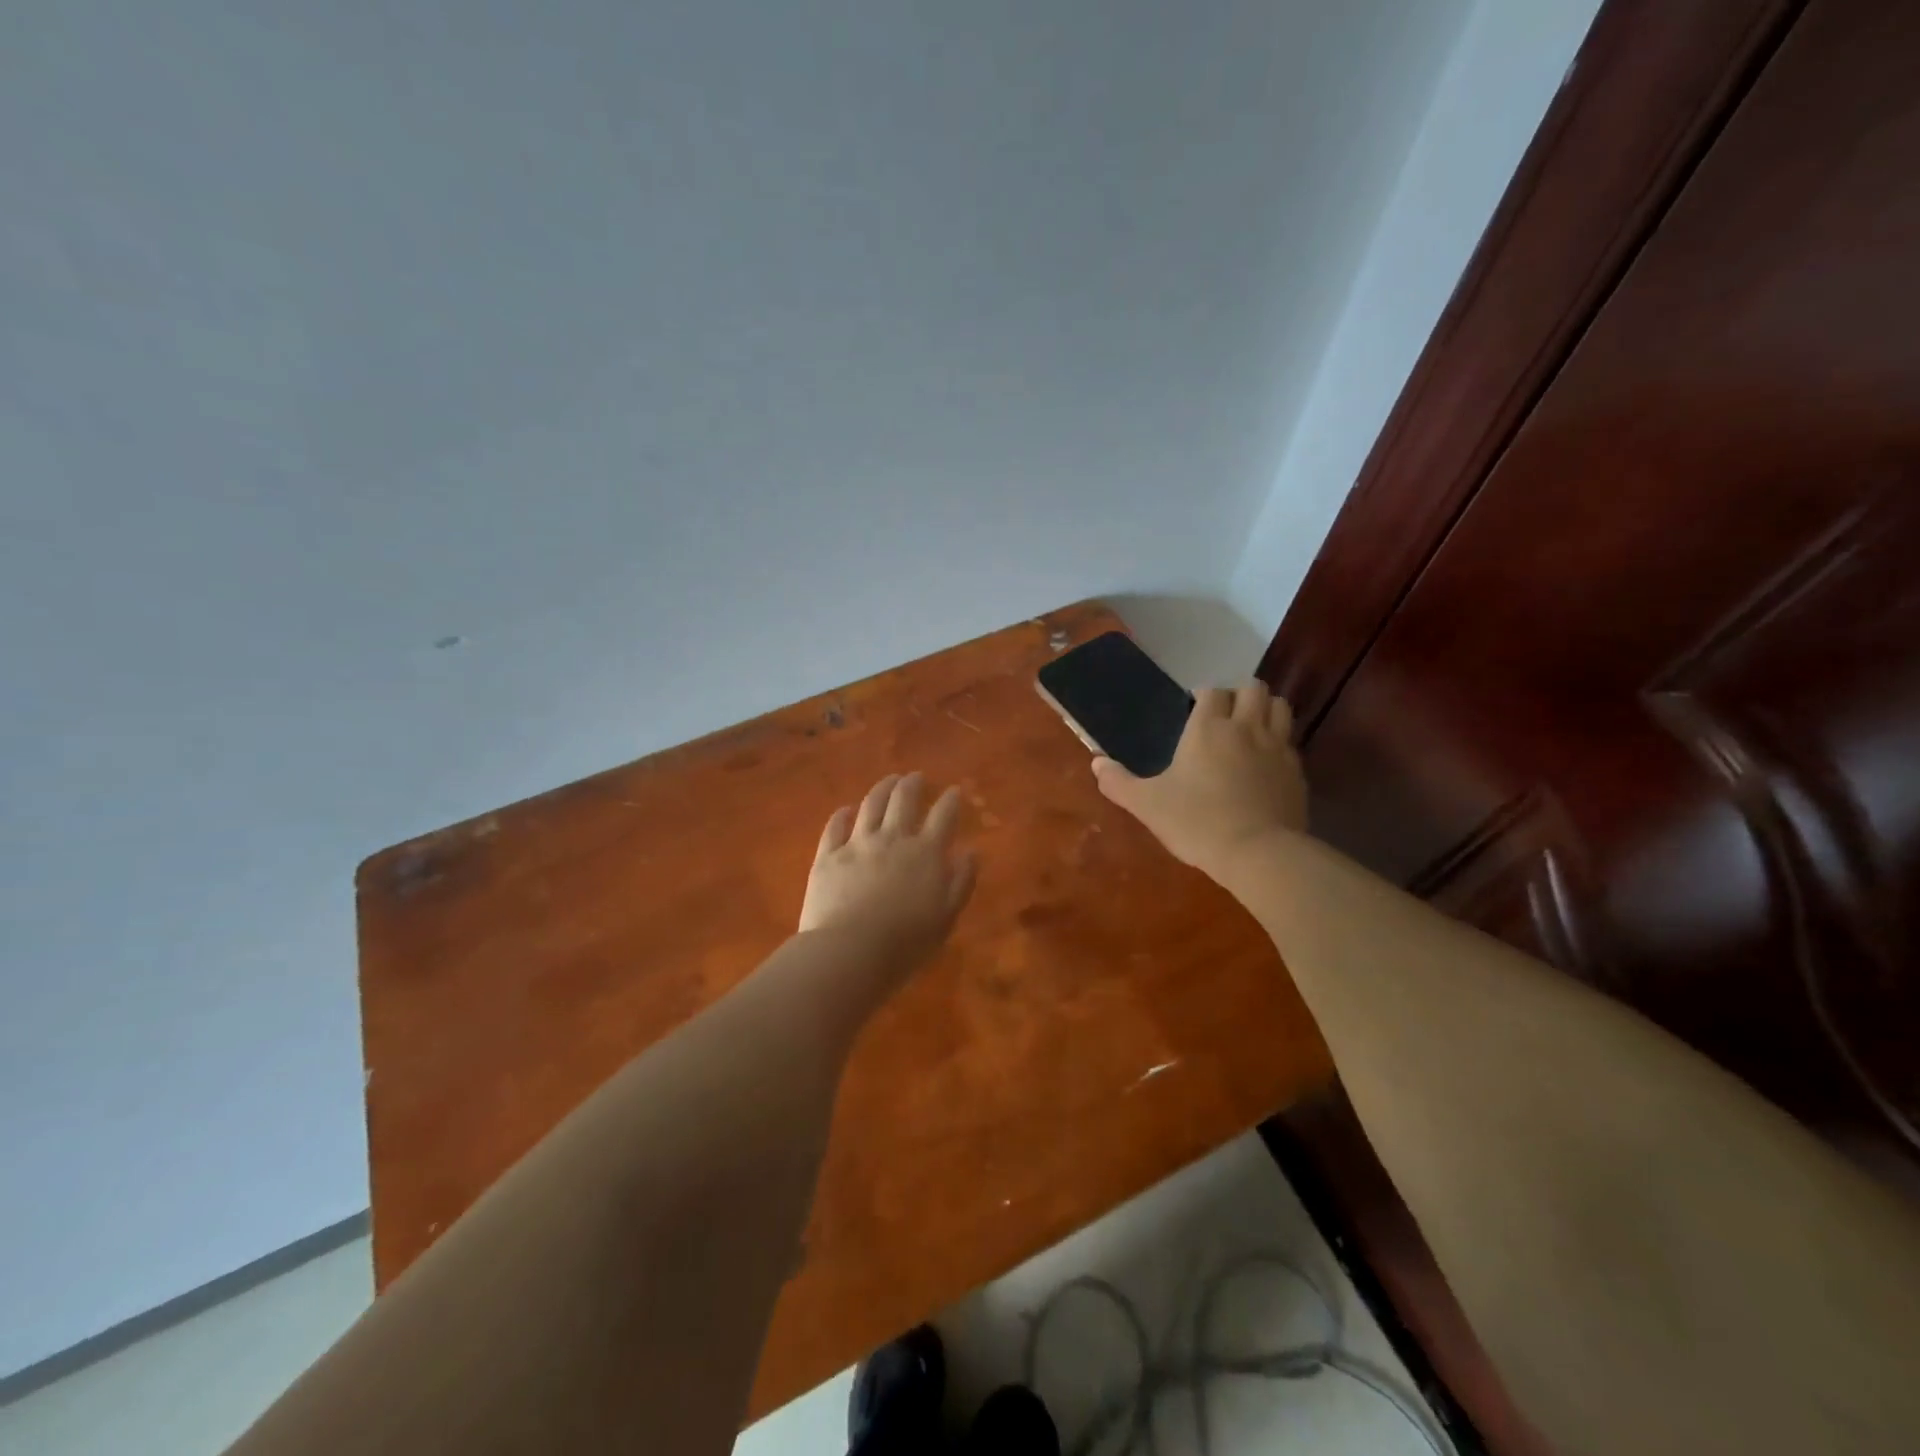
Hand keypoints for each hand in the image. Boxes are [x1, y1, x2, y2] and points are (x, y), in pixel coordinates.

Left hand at [799, 772, 977, 969]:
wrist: (849, 952)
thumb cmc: (905, 943)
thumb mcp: (946, 917)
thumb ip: (961, 881)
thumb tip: (971, 852)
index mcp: (925, 853)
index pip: (943, 815)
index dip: (951, 800)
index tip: (955, 791)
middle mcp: (892, 838)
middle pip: (903, 799)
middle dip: (913, 784)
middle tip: (916, 777)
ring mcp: (857, 844)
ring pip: (870, 804)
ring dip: (882, 788)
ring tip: (888, 781)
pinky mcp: (827, 856)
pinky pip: (835, 826)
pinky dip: (843, 814)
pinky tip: (847, 810)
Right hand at [1092, 679, 1305, 877]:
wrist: (1259, 853)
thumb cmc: (1197, 822)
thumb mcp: (1147, 805)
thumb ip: (1119, 783)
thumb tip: (1096, 763)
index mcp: (1208, 728)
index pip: (1211, 692)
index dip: (1203, 695)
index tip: (1194, 708)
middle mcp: (1245, 728)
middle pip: (1252, 688)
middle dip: (1239, 693)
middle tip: (1224, 714)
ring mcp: (1277, 747)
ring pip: (1279, 706)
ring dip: (1265, 708)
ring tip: (1251, 726)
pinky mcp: (1297, 771)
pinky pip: (1291, 741)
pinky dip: (1280, 740)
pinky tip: (1267, 760)